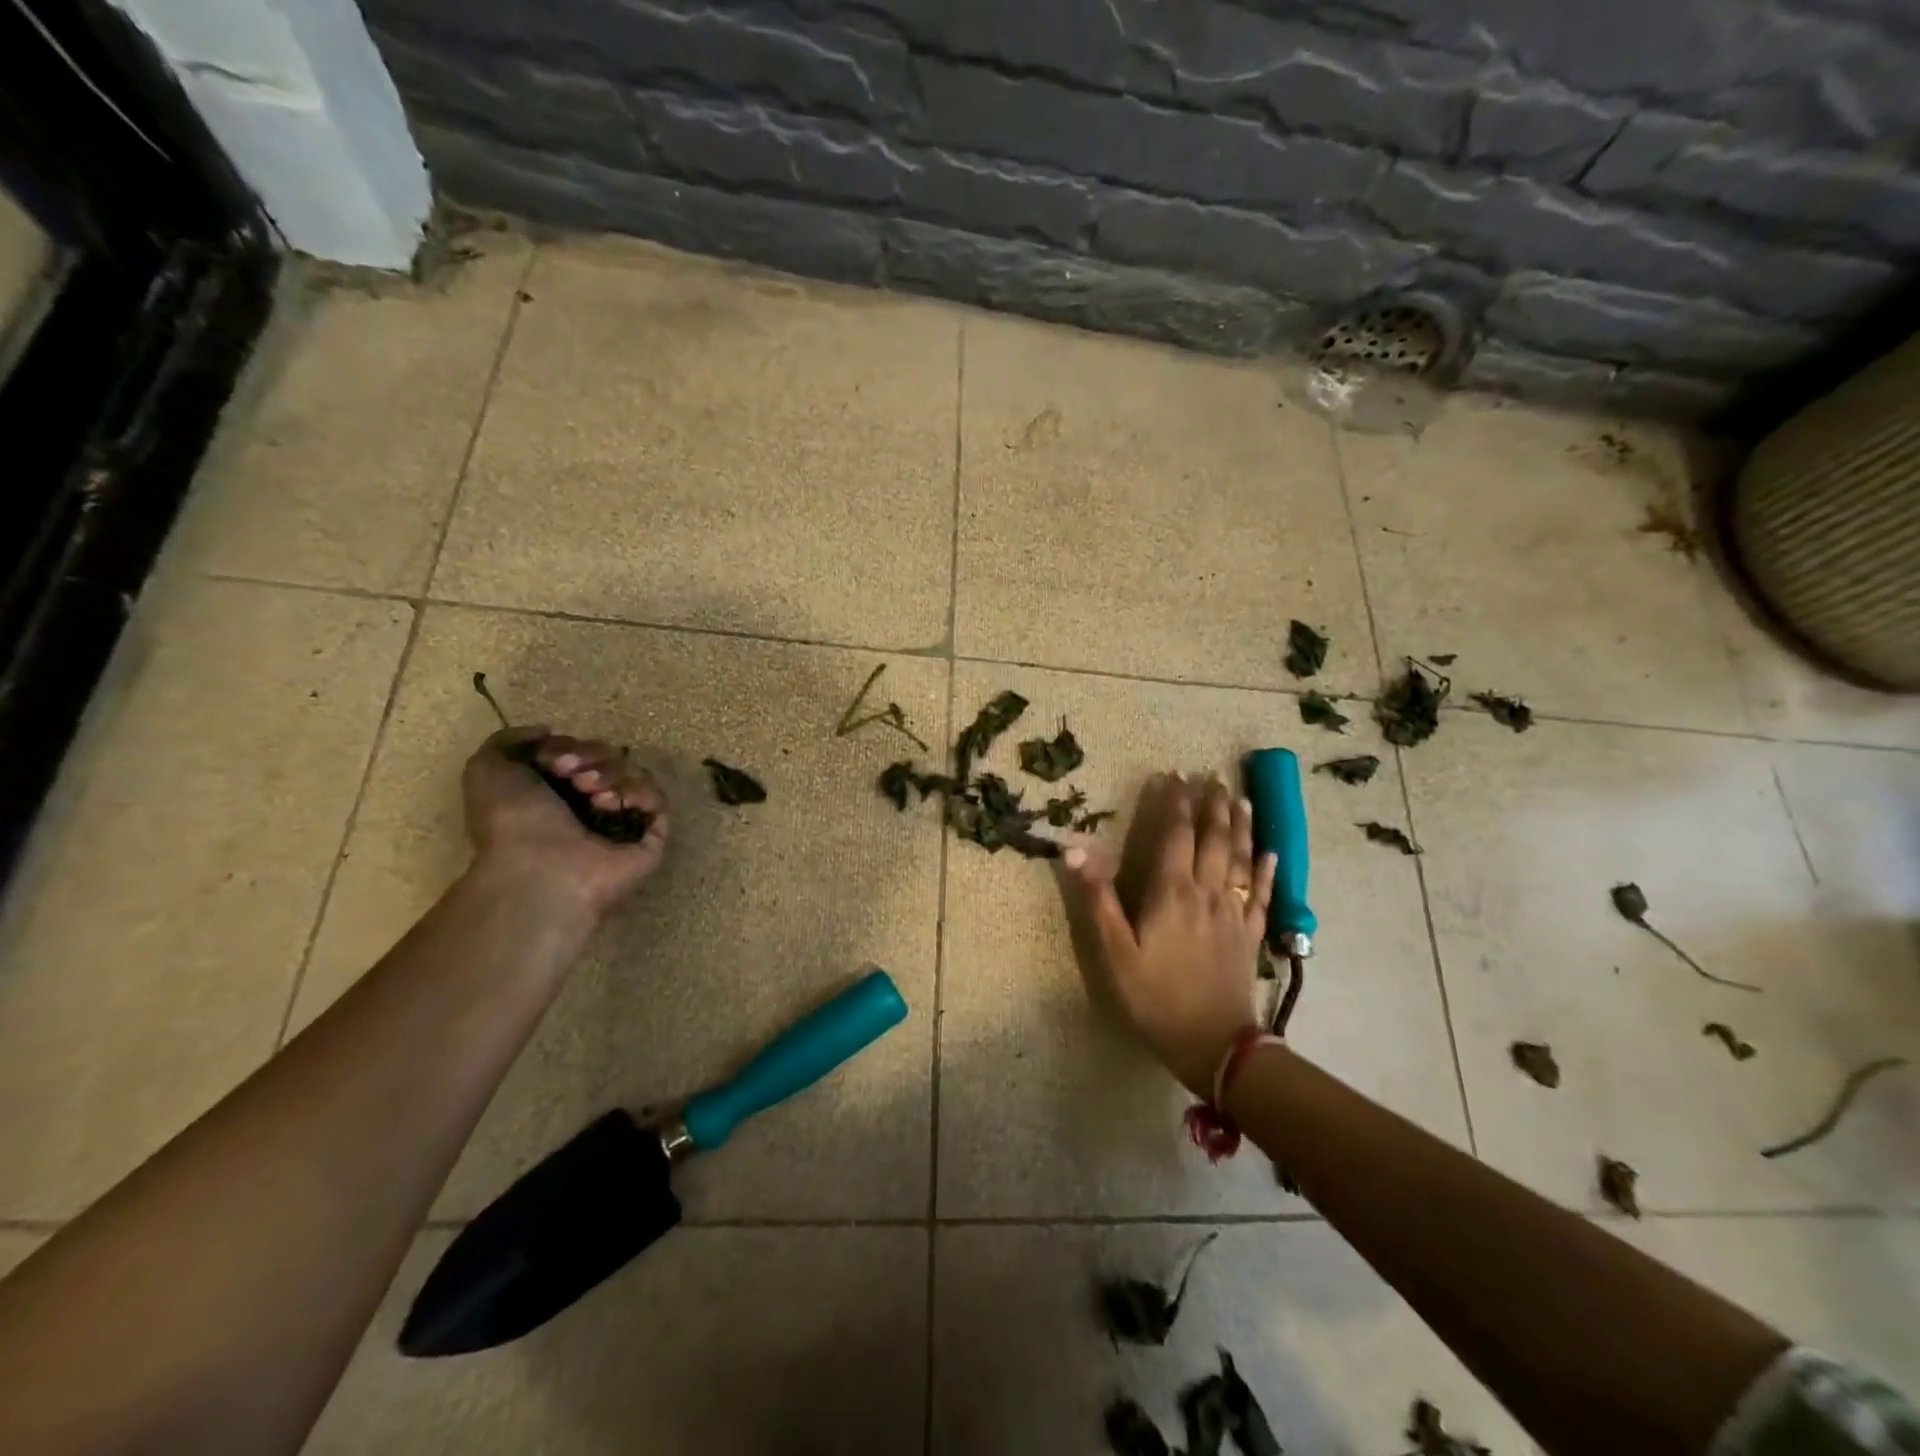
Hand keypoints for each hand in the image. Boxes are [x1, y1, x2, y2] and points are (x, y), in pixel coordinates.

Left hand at [462, 727, 669, 919]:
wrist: (540, 868)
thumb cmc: (510, 823)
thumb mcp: (487, 769)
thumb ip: (510, 739)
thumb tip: (548, 731)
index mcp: (556, 793)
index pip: (581, 752)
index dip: (570, 747)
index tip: (553, 760)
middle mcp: (590, 806)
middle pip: (611, 758)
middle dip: (592, 758)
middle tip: (573, 777)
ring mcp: (622, 823)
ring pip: (635, 775)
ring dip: (613, 774)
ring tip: (592, 794)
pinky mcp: (651, 838)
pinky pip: (657, 801)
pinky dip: (639, 793)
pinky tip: (615, 803)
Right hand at [1061, 774, 1274, 1096]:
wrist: (1213, 1044)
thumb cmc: (1155, 997)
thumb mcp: (1113, 952)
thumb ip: (1097, 898)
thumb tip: (1075, 850)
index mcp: (1172, 892)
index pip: (1176, 835)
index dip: (1176, 804)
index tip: (1176, 776)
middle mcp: (1208, 893)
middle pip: (1214, 839)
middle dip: (1212, 806)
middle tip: (1212, 778)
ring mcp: (1234, 913)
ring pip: (1240, 859)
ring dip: (1241, 827)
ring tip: (1241, 799)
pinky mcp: (1250, 935)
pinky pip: (1262, 894)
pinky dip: (1266, 870)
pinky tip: (1271, 854)